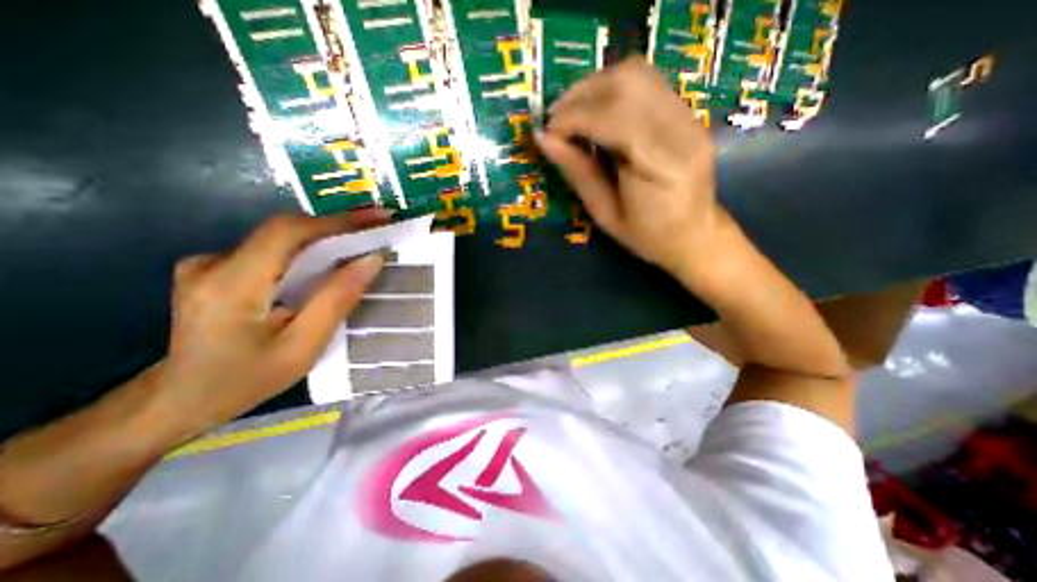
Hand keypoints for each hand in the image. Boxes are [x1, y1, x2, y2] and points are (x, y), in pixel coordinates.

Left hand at [160, 210, 387, 428]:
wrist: (182, 399)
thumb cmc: (248, 379)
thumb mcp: (303, 346)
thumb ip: (337, 299)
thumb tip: (372, 260)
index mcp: (231, 284)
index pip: (289, 233)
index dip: (338, 221)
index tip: (378, 217)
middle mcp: (213, 263)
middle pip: (287, 231)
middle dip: (338, 227)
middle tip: (378, 227)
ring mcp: (210, 263)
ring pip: (282, 240)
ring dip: (326, 238)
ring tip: (363, 242)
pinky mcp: (218, 269)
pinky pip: (274, 251)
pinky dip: (308, 251)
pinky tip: (329, 262)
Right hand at [534, 56, 722, 275]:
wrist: (695, 236)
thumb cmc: (646, 236)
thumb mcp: (605, 213)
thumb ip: (577, 172)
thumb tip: (543, 139)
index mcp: (660, 166)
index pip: (612, 117)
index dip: (572, 118)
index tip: (548, 134)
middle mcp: (681, 130)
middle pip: (627, 82)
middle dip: (580, 95)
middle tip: (556, 121)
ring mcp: (690, 117)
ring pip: (637, 73)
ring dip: (595, 86)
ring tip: (573, 114)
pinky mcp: (689, 114)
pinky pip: (647, 83)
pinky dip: (613, 90)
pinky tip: (598, 113)